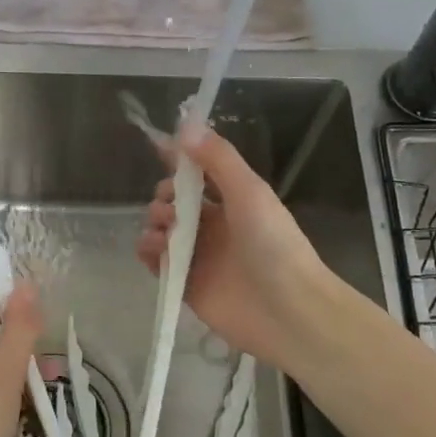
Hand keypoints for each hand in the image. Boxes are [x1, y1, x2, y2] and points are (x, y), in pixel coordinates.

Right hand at [135, 120, 341, 374]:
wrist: (287, 310)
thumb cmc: (273, 244)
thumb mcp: (249, 191)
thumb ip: (218, 159)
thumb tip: (184, 126)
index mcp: (233, 200)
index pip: (199, 172)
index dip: (178, 159)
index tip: (157, 147)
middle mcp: (214, 225)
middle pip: (174, 201)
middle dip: (165, 196)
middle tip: (171, 207)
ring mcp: (199, 256)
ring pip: (162, 229)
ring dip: (155, 223)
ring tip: (166, 232)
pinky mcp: (186, 285)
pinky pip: (157, 262)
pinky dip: (149, 253)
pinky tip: (154, 250)